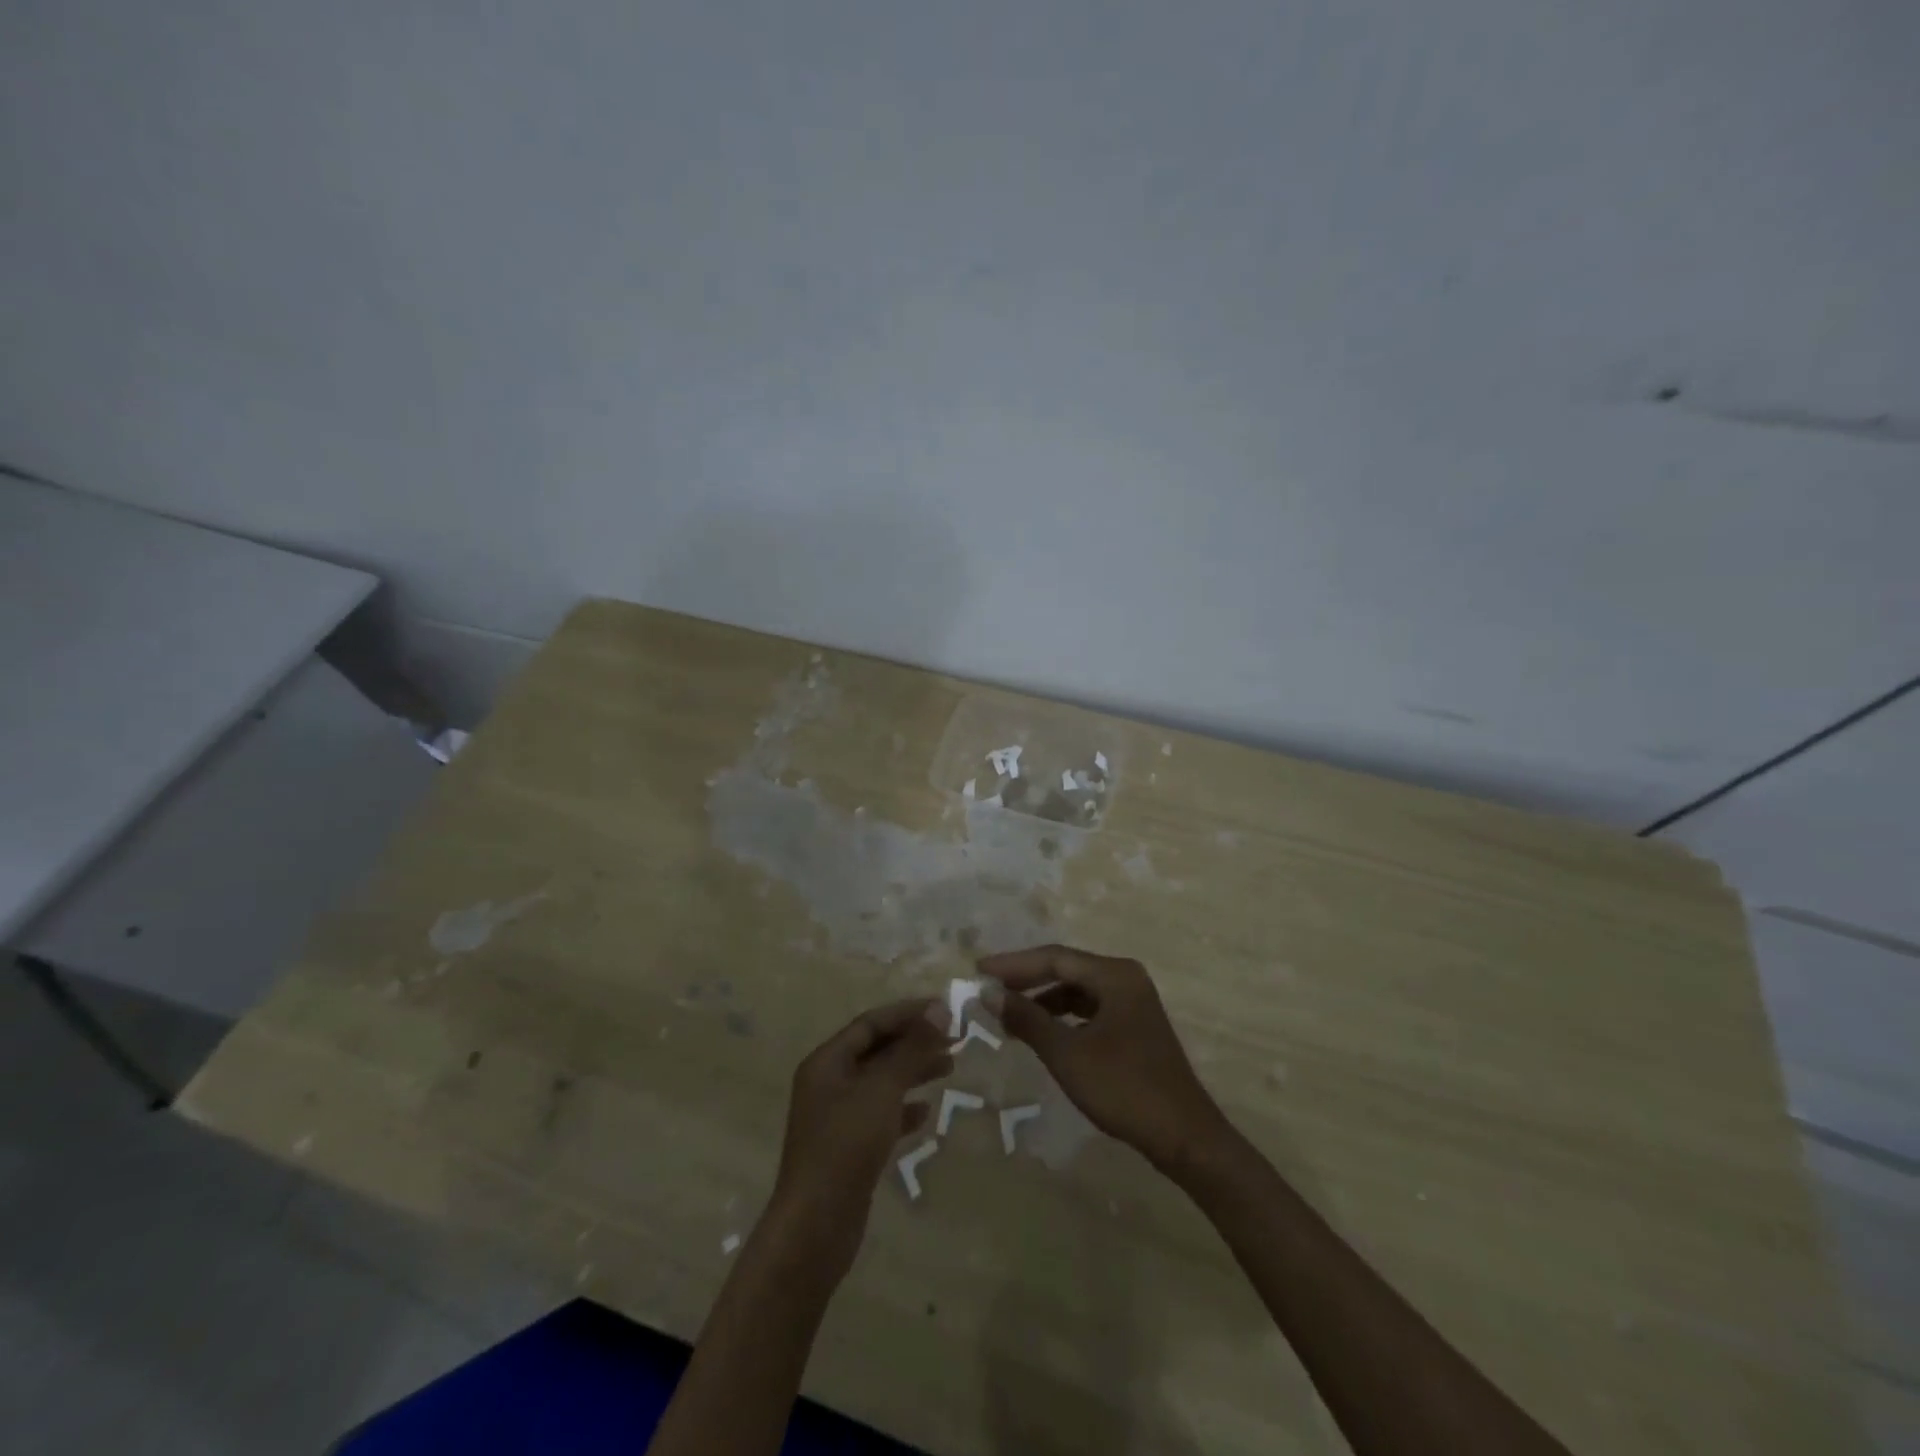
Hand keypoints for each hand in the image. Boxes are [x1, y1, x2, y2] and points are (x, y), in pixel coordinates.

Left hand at [767, 998, 952, 1278]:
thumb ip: (912, 1048)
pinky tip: (926, 1111)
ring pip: (881, 1082)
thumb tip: (940, 1009)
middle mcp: (828, 1083)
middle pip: (876, 1050)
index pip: (871, 1023)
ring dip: (913, 1071)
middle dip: (914, 1041)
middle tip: (955, 1038)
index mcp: (827, 1062)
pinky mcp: (848, 1148)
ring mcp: (836, 1117)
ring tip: (950, 1066)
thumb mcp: (882, 1089)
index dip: (908, 1013)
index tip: (945, 1009)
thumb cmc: (846, 1145)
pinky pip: (880, 1114)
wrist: (816, 1226)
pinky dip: (903, 1108)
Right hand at [981, 945, 1229, 1173]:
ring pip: (1077, 991)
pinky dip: (1062, 1017)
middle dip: (1026, 980)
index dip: (1014, 964)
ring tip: (1009, 1016)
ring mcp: (1133, 1003)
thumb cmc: (1123, 1088)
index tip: (979, 971)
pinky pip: (1089, 1010)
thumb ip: (1027, 1019)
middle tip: (989, 990)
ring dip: (1043, 1001)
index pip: (1054, 958)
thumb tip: (990, 993)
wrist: (1183, 1136)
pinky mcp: (1134, 1027)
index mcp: (1114, 975)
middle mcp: (1125, 979)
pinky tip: (1042, 1034)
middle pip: (1066, 969)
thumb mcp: (1067, 1053)